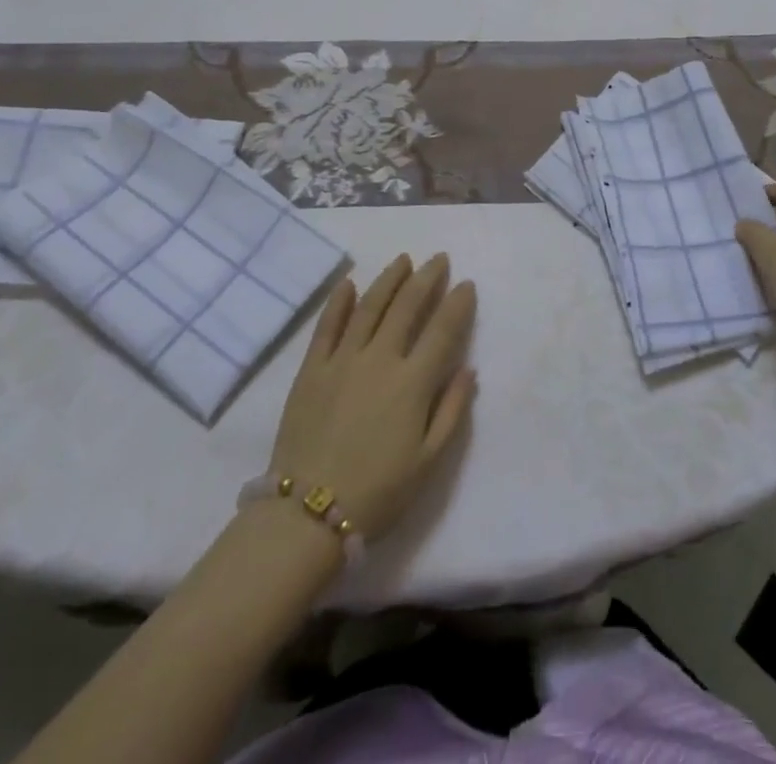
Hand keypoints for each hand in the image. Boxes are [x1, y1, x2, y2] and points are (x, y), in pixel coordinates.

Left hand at [266, 254, 476, 538]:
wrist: (306, 515)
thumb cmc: (378, 493)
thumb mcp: (429, 462)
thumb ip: (452, 410)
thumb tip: (469, 370)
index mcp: (412, 382)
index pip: (442, 330)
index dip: (457, 304)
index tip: (466, 284)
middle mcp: (380, 359)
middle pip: (407, 306)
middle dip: (427, 278)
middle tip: (439, 259)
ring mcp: (342, 360)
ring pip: (370, 306)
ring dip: (389, 279)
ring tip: (403, 260)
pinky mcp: (311, 369)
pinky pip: (327, 326)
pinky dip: (340, 301)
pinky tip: (350, 284)